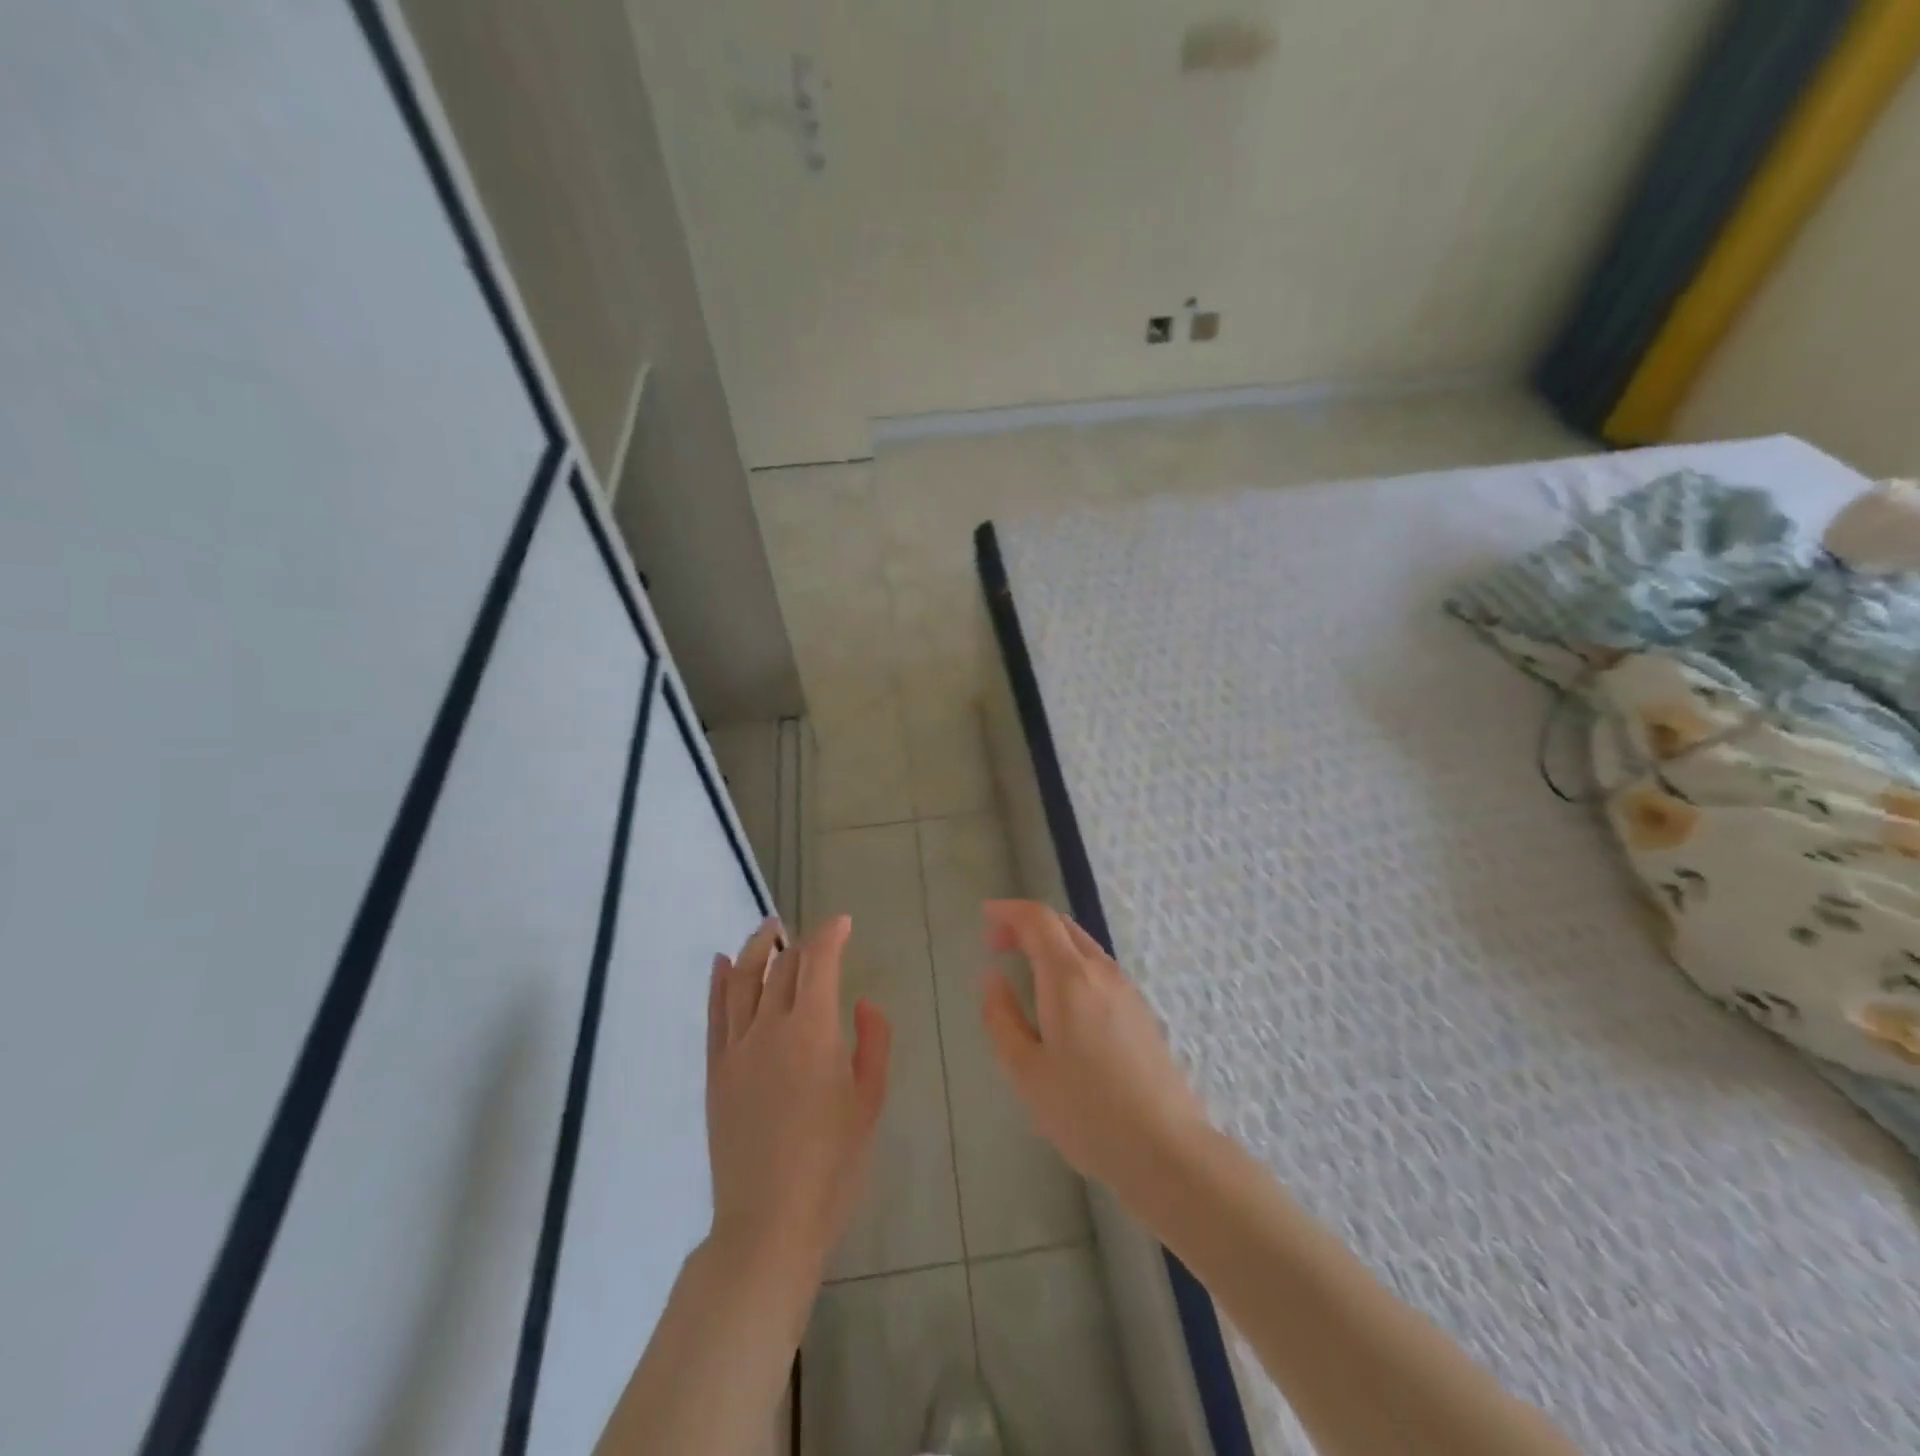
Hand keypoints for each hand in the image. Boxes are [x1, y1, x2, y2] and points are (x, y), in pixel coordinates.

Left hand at [705, 915, 890, 1286]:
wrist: (769, 1223)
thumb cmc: (833, 1165)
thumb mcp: (869, 1102)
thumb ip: (873, 1043)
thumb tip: (861, 1003)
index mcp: (813, 1030)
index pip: (818, 962)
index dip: (831, 935)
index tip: (843, 923)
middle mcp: (770, 1027)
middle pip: (782, 967)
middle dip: (801, 943)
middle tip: (816, 937)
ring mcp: (737, 1048)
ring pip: (743, 980)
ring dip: (757, 948)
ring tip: (769, 928)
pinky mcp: (716, 1071)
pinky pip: (715, 1014)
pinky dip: (719, 983)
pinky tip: (722, 963)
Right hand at [979, 900, 1211, 1205]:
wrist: (1165, 1150)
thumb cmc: (1085, 1112)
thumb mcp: (1026, 1071)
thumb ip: (1001, 1017)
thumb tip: (992, 977)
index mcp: (1069, 978)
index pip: (1038, 919)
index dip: (1009, 911)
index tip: (985, 917)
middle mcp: (1101, 972)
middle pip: (1063, 926)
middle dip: (1027, 925)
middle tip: (997, 944)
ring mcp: (1127, 990)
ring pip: (1083, 946)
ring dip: (1050, 944)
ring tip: (1025, 971)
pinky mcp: (1142, 1011)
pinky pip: (1099, 968)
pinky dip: (1071, 963)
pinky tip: (1061, 1000)